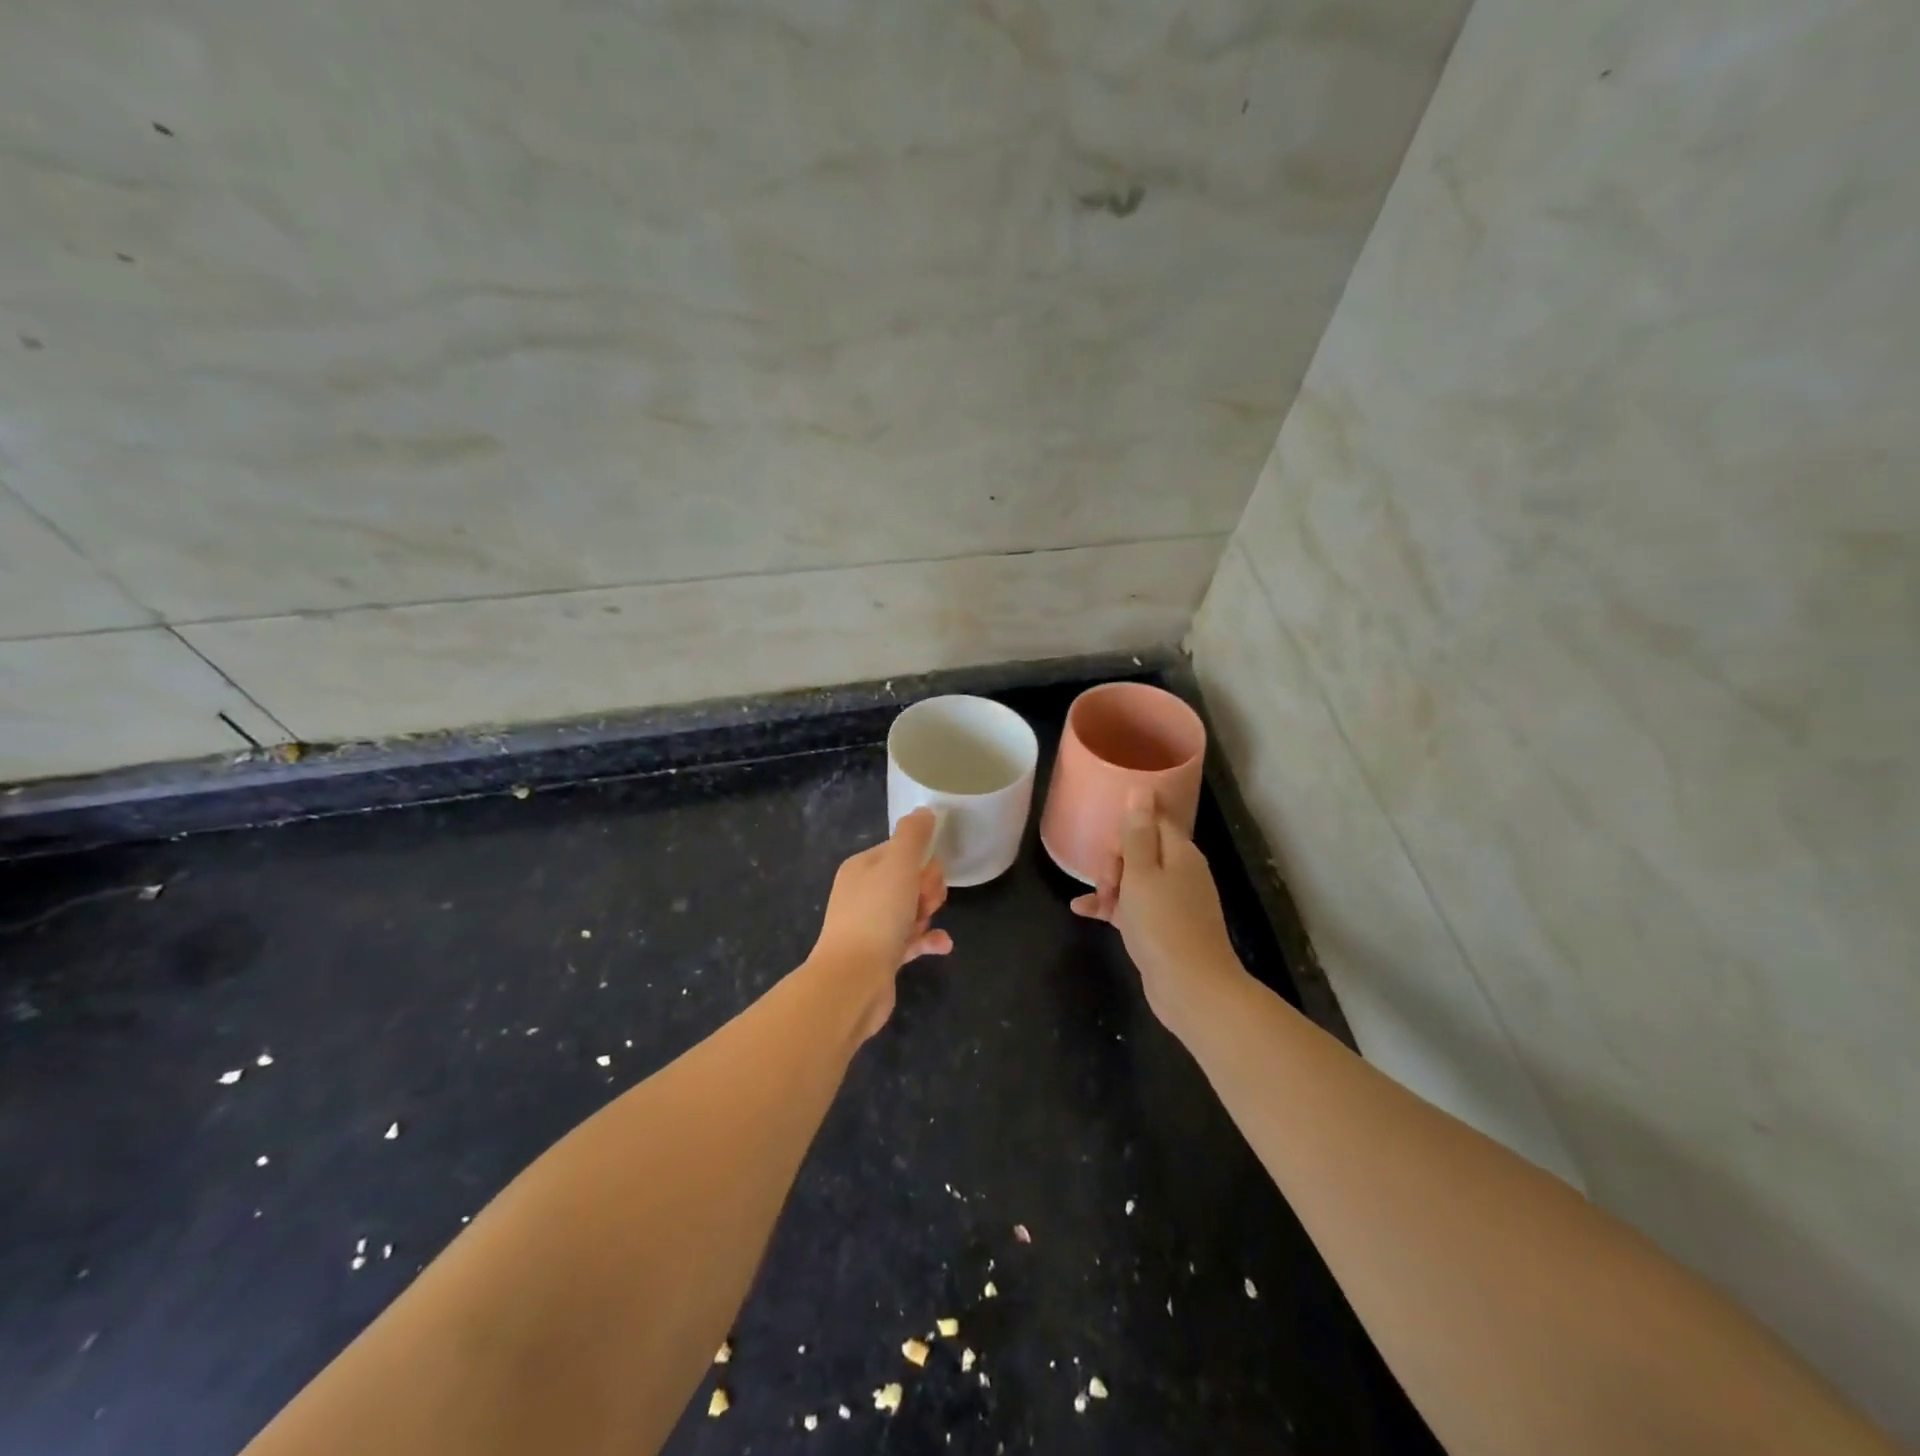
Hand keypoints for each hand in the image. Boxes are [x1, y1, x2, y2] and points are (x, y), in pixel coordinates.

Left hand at [811, 807, 951, 1038]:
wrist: (852, 981)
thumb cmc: (876, 916)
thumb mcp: (898, 865)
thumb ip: (913, 835)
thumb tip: (924, 812)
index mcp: (862, 868)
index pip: (900, 851)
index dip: (921, 861)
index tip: (926, 876)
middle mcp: (863, 894)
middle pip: (909, 880)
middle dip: (927, 889)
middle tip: (925, 903)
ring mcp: (871, 926)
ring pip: (912, 910)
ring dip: (927, 915)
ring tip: (926, 926)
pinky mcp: (881, 956)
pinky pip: (912, 940)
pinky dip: (928, 940)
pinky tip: (943, 945)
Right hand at [1070, 793, 1245, 1031]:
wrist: (1191, 988)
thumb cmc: (1162, 924)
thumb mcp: (1142, 874)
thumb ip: (1137, 833)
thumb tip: (1142, 788)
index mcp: (1179, 853)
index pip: (1153, 820)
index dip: (1127, 827)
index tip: (1109, 844)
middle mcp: (1180, 872)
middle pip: (1140, 849)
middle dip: (1115, 861)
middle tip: (1107, 883)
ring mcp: (1172, 901)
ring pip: (1133, 879)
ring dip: (1110, 885)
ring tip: (1095, 901)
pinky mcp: (1162, 926)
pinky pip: (1132, 906)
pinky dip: (1111, 907)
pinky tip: (1083, 911)